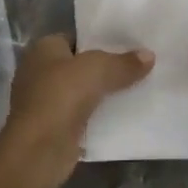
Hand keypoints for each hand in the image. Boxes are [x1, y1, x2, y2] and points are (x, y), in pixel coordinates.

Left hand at [0, 34, 151, 187]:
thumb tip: (149, 55)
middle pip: (80, 66)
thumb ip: (124, 62)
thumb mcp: (98, 69)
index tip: (129, 44)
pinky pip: (83, 115)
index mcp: (43, 49)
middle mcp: (39, 72)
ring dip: (104, 94)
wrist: (38, 150)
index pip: (76, 37)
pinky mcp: (54, 128)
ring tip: (138, 88)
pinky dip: (100, 116)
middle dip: (106, 68)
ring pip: (83, 92)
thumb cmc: (61, 96)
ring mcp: (45, 102)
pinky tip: (125, 114)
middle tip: (138, 66)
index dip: (101, 39)